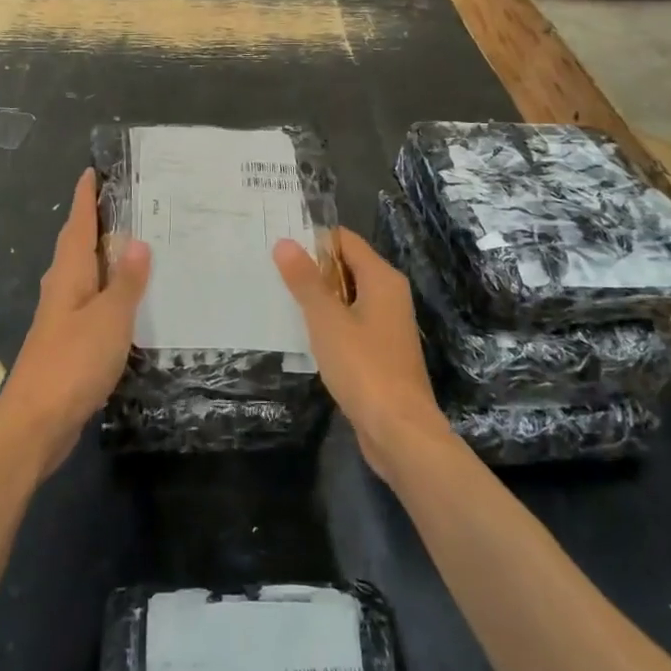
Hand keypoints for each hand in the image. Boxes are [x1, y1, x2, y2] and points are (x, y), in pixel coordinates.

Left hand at [0, 168, 150, 474]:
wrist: (36, 422)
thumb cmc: (73, 362)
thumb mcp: (110, 318)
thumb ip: (126, 281)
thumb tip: (139, 241)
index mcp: (68, 274)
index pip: (77, 224)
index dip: (85, 198)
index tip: (92, 171)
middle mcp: (61, 288)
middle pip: (77, 244)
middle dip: (95, 221)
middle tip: (125, 201)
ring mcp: (62, 316)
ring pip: (83, 273)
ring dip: (103, 255)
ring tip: (133, 242)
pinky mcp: (67, 341)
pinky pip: (90, 300)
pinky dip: (107, 288)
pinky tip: (126, 298)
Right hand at [274, 227, 450, 475]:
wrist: (400, 431)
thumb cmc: (364, 367)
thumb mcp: (327, 320)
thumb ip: (306, 281)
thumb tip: (285, 242)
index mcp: (382, 278)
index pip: (345, 241)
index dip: (313, 240)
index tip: (279, 246)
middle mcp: (389, 294)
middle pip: (347, 266)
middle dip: (312, 268)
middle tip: (271, 271)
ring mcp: (387, 325)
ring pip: (347, 297)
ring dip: (318, 298)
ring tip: (279, 298)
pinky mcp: (381, 351)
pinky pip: (351, 323)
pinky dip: (329, 323)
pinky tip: (303, 334)